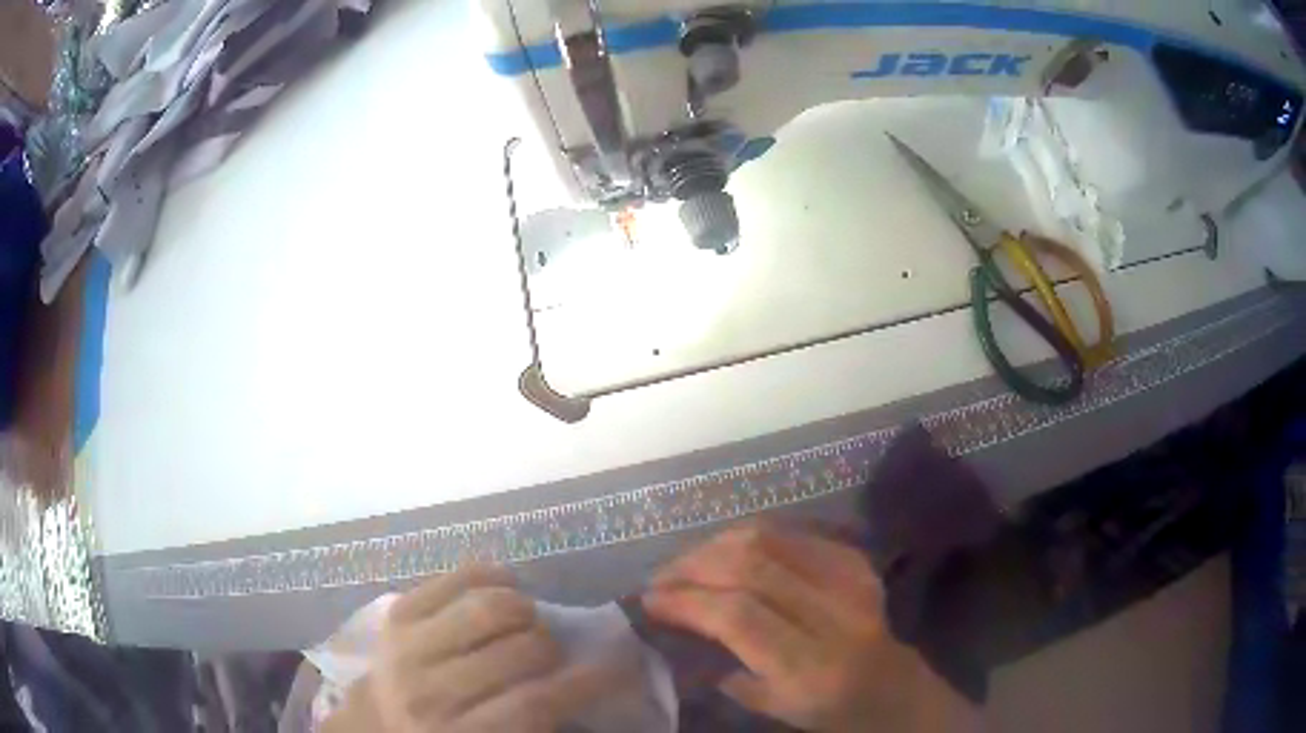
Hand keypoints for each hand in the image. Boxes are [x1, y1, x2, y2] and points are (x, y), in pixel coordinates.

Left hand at [361, 566, 610, 732]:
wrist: (377, 721)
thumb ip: (535, 722)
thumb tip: (590, 679)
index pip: (535, 704)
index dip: (585, 683)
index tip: (616, 668)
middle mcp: (429, 691)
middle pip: (518, 652)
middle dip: (552, 647)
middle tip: (556, 652)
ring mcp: (408, 645)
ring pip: (491, 607)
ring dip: (526, 610)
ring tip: (527, 622)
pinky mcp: (399, 611)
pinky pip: (459, 577)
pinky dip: (494, 577)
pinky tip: (506, 589)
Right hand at [644, 525, 976, 732]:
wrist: (896, 689)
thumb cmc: (831, 713)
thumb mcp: (774, 709)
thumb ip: (725, 667)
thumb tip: (677, 625)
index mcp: (812, 667)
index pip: (738, 616)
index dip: (687, 599)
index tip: (649, 600)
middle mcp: (834, 616)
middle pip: (751, 566)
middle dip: (693, 565)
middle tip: (661, 578)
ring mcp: (850, 579)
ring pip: (768, 538)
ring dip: (716, 545)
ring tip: (687, 563)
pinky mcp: (855, 561)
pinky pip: (792, 533)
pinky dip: (749, 537)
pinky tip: (727, 553)